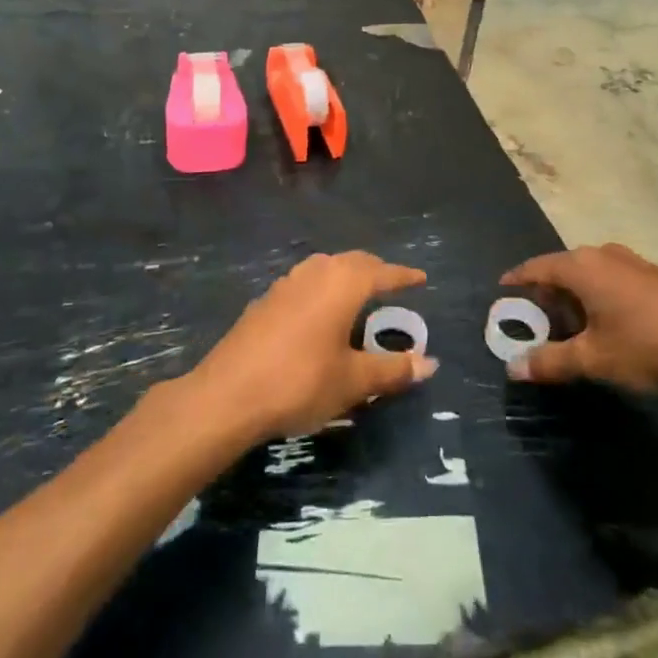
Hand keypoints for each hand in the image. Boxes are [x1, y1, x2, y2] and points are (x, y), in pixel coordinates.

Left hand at [187, 252, 436, 442]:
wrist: (227, 395)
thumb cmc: (300, 382)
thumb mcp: (353, 381)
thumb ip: (392, 369)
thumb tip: (429, 363)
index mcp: (343, 284)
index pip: (382, 272)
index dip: (403, 276)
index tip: (421, 278)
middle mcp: (315, 273)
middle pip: (352, 262)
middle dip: (375, 270)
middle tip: (391, 284)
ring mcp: (285, 284)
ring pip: (324, 268)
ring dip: (345, 276)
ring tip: (357, 294)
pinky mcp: (264, 301)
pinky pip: (304, 284)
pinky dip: (321, 290)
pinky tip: (318, 313)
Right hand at [500, 243, 657, 395]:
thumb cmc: (646, 344)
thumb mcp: (593, 359)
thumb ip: (551, 362)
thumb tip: (513, 368)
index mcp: (581, 267)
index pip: (536, 268)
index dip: (517, 280)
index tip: (501, 291)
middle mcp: (602, 256)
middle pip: (562, 269)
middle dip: (546, 294)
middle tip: (533, 321)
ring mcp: (631, 262)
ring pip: (589, 275)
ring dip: (574, 298)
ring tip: (568, 327)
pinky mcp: (653, 276)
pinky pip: (611, 280)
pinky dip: (597, 298)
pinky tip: (606, 325)